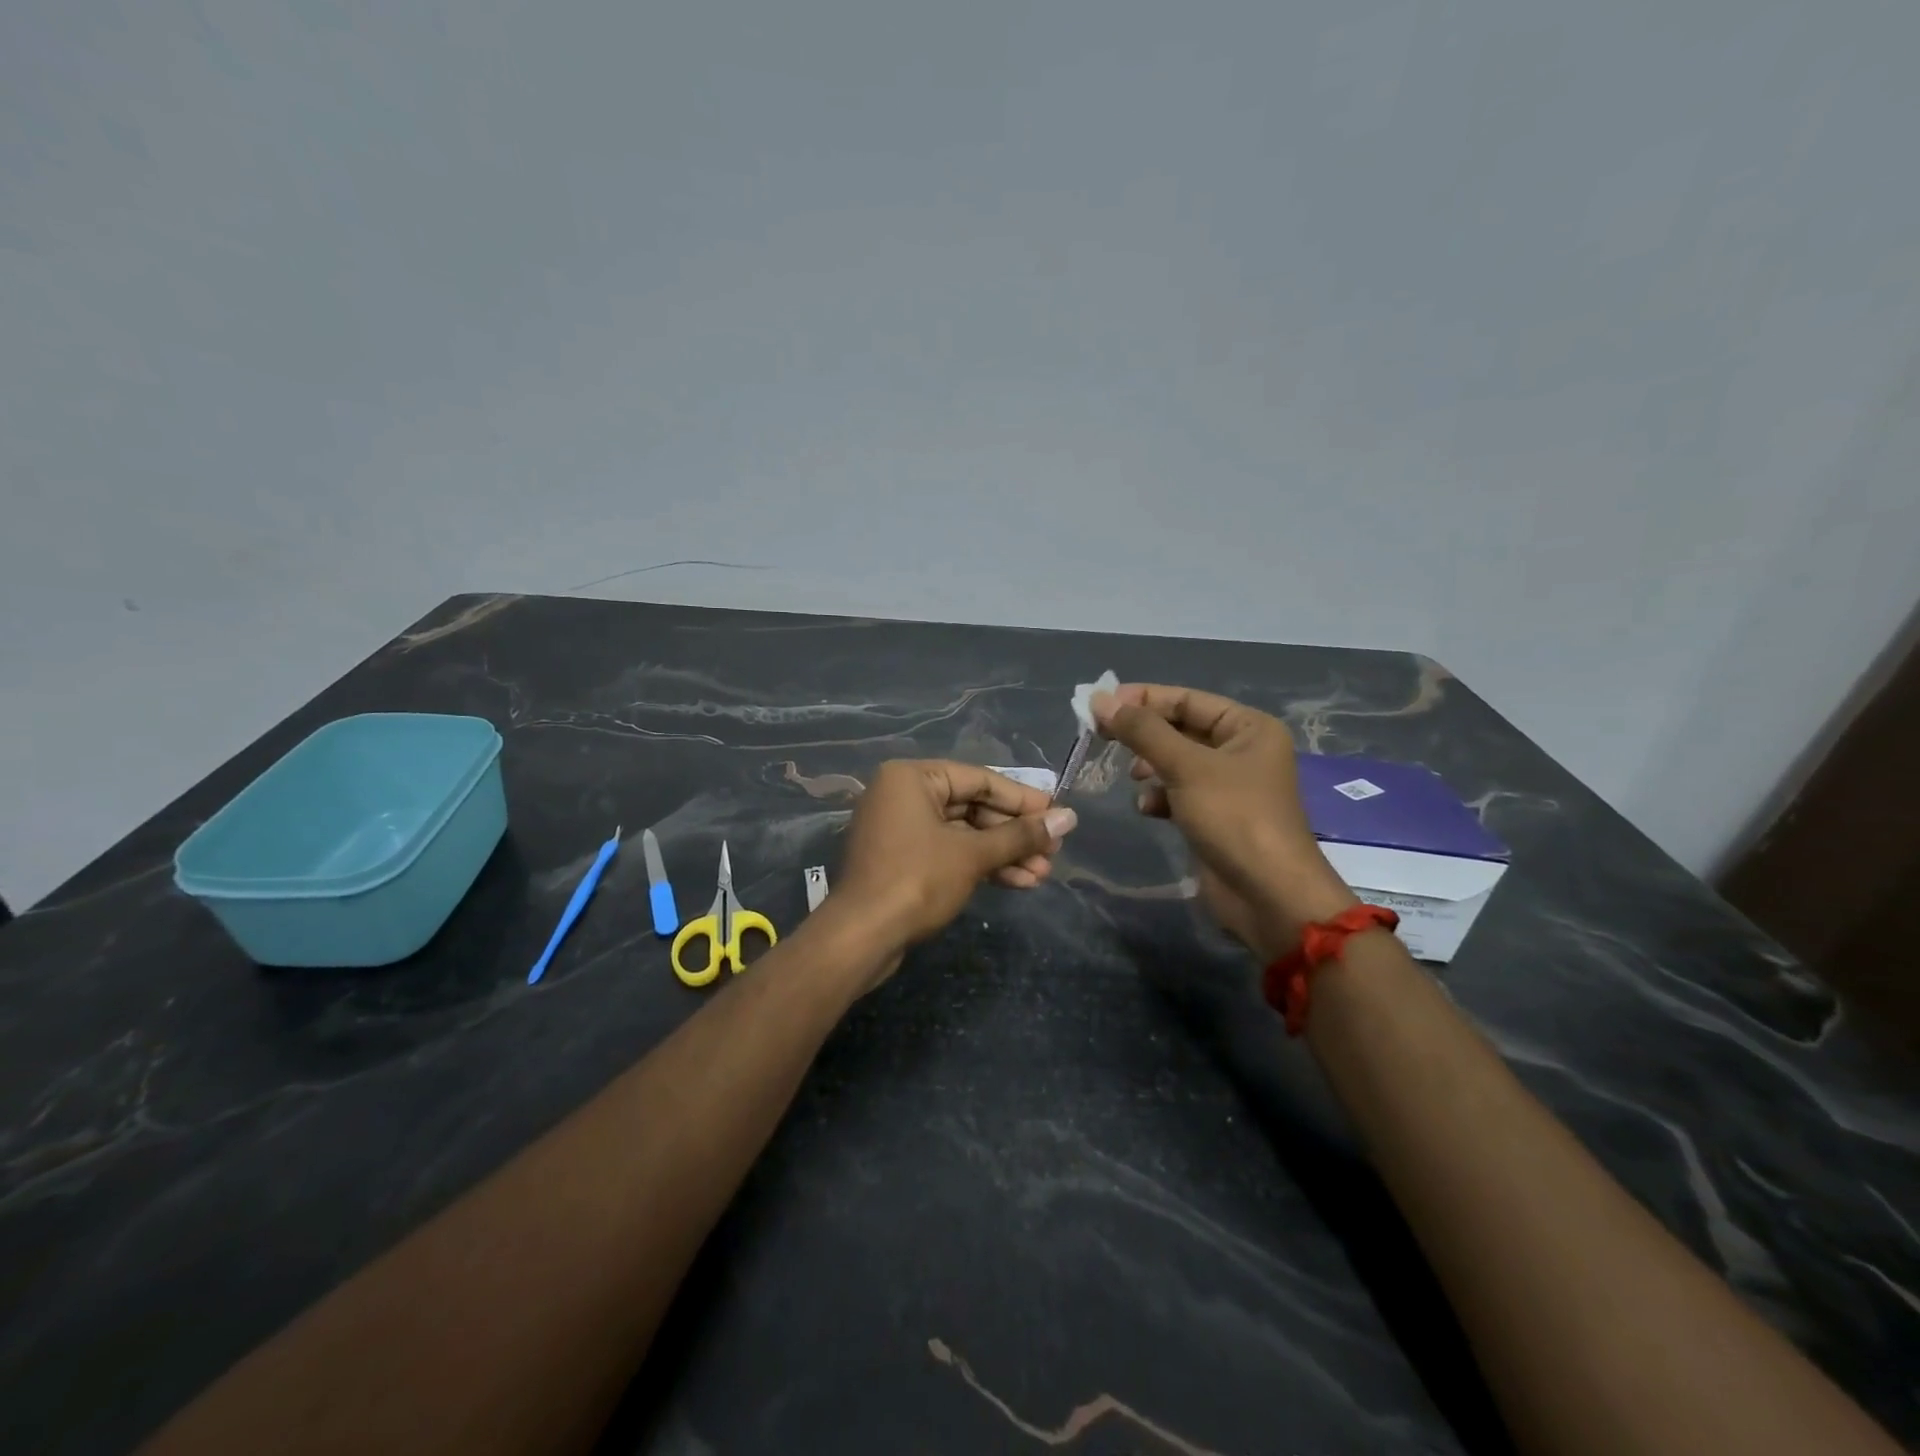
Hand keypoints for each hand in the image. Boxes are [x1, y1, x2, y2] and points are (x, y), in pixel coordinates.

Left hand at [830, 760, 1076, 973]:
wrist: (861, 937)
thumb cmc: (917, 881)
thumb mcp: (973, 855)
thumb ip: (1021, 835)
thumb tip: (1070, 817)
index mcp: (912, 778)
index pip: (980, 780)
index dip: (1023, 800)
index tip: (1057, 816)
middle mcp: (903, 795)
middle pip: (973, 807)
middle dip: (1014, 834)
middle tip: (1053, 851)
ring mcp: (900, 829)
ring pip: (963, 834)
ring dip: (1003, 853)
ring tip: (1043, 874)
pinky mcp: (902, 860)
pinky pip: (949, 852)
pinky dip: (980, 865)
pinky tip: (1019, 881)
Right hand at [1092, 684, 1356, 958]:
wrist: (1267, 895)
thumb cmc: (1234, 817)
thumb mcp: (1186, 767)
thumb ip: (1142, 731)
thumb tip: (1099, 700)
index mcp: (1248, 728)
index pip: (1187, 699)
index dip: (1143, 699)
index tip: (1100, 704)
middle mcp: (1241, 751)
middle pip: (1180, 729)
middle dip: (1143, 733)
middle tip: (1100, 735)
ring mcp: (1228, 786)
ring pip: (1175, 762)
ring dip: (1149, 766)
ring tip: (1131, 775)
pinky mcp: (1214, 816)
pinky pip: (1178, 793)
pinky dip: (1159, 796)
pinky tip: (1146, 809)